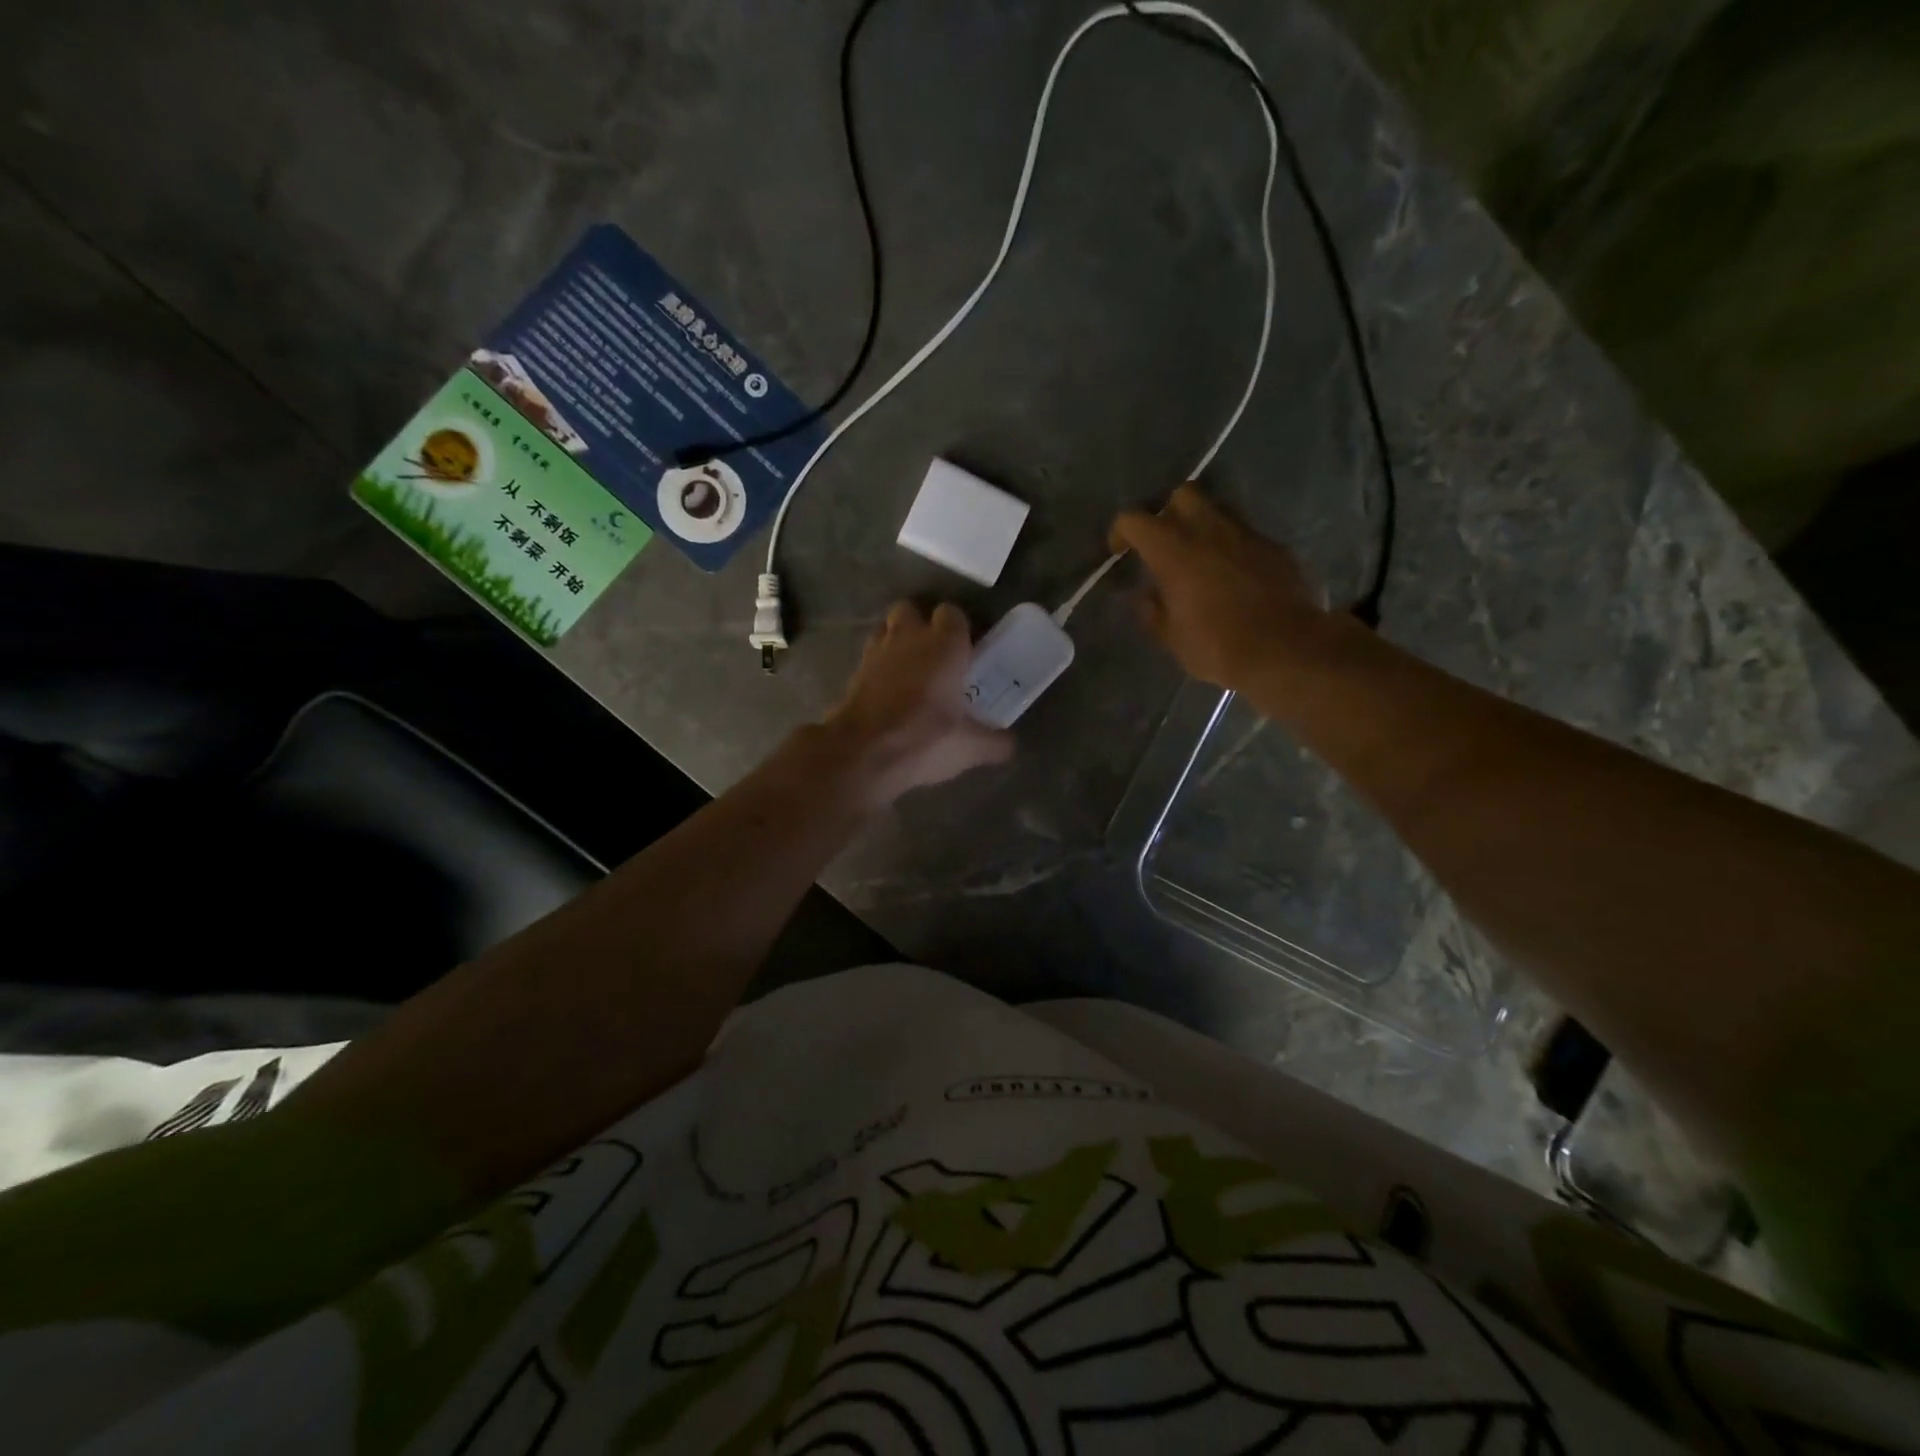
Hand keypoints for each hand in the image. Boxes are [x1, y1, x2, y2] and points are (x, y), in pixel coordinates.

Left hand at [821, 601, 1014, 807]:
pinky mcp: (853, 673)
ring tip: (909, 671)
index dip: (958, 628)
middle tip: (935, 656)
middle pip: (911, 610)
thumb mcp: (971, 747)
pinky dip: (878, 668)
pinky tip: (888, 692)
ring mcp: (876, 652)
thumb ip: (995, 741)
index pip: (952, 613)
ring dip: (896, 642)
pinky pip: (869, 658)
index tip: (966, 651)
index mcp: (944, 644)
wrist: (864, 753)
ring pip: (885, 629)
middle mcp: (909, 637)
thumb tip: (1010, 744)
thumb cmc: (926, 738)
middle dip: (920, 625)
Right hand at [1109, 484, 1330, 693]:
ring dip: (1202, 528)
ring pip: (1217, 511)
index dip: (1121, 532)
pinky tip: (1233, 577)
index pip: (1135, 520)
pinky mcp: (1274, 547)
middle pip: (1182, 495)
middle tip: (1165, 543)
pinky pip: (1245, 536)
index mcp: (1174, 552)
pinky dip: (1232, 548)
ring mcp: (1246, 535)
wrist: (1287, 649)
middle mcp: (1209, 531)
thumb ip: (1153, 612)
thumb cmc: (1218, 646)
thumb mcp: (1172, 638)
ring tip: (1199, 559)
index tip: (1120, 552)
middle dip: (1168, 512)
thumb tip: (1145, 597)